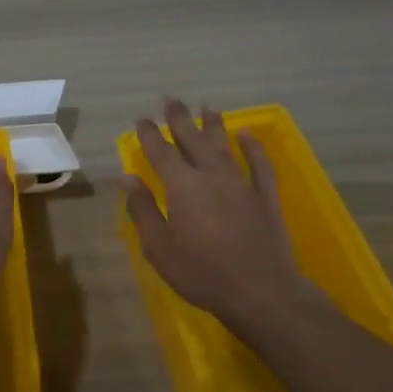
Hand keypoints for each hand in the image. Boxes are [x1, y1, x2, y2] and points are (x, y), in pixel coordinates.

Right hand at [125, 98, 313, 332]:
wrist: (260, 291)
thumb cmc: (201, 272)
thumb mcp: (159, 247)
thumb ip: (143, 209)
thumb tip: (126, 177)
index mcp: (181, 185)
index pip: (161, 151)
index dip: (150, 134)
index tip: (142, 119)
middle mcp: (210, 175)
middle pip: (193, 139)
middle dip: (180, 118)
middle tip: (171, 100)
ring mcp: (241, 183)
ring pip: (224, 145)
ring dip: (214, 125)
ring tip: (207, 107)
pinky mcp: (265, 197)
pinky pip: (260, 164)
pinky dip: (254, 147)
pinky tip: (248, 135)